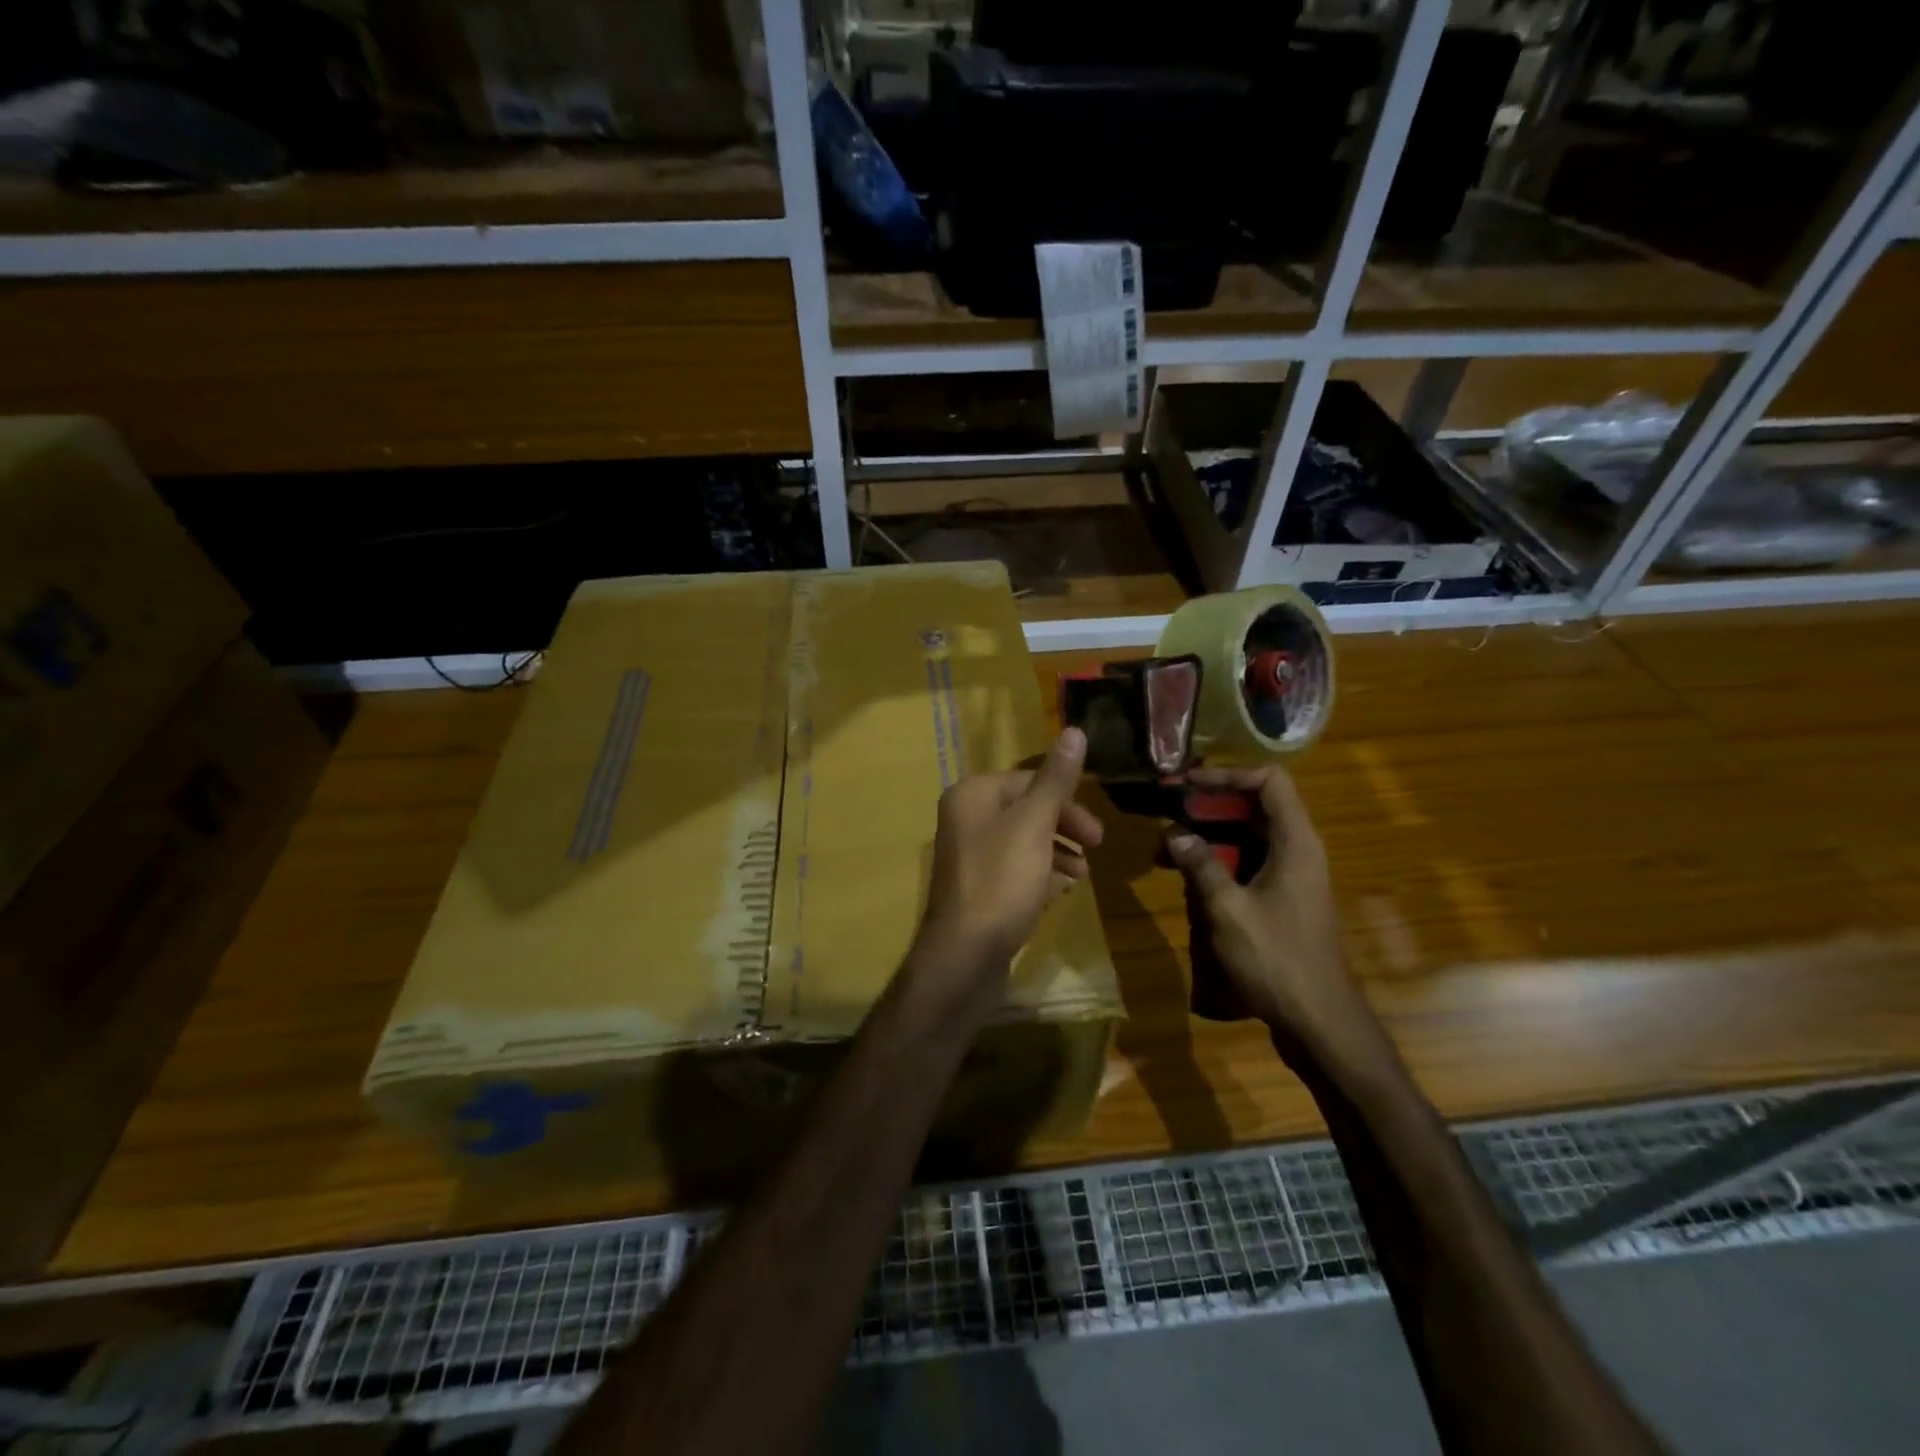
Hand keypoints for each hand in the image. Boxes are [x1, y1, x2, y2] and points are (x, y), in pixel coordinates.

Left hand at [915, 727, 1105, 984]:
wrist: (965, 954)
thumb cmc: (1001, 881)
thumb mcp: (1034, 825)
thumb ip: (1056, 780)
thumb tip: (1075, 729)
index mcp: (972, 795)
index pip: (1028, 781)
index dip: (1066, 801)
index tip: (1096, 831)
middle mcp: (965, 819)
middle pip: (1027, 810)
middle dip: (1064, 828)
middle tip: (1095, 849)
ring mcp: (969, 856)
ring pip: (1024, 842)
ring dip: (1057, 853)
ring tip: (1080, 876)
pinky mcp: (977, 888)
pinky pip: (1015, 870)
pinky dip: (1040, 875)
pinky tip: (1060, 892)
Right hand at [1163, 766, 1381, 1068]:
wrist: (1318, 1020)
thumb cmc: (1276, 958)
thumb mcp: (1228, 909)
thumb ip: (1201, 865)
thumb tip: (1175, 834)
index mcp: (1295, 842)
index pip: (1269, 781)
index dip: (1228, 775)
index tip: (1188, 784)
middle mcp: (1298, 851)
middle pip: (1256, 807)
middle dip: (1210, 806)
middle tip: (1169, 812)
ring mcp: (1293, 877)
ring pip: (1249, 837)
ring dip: (1209, 836)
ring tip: (1167, 848)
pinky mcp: (1284, 900)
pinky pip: (1250, 864)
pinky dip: (1219, 861)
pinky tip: (1188, 877)